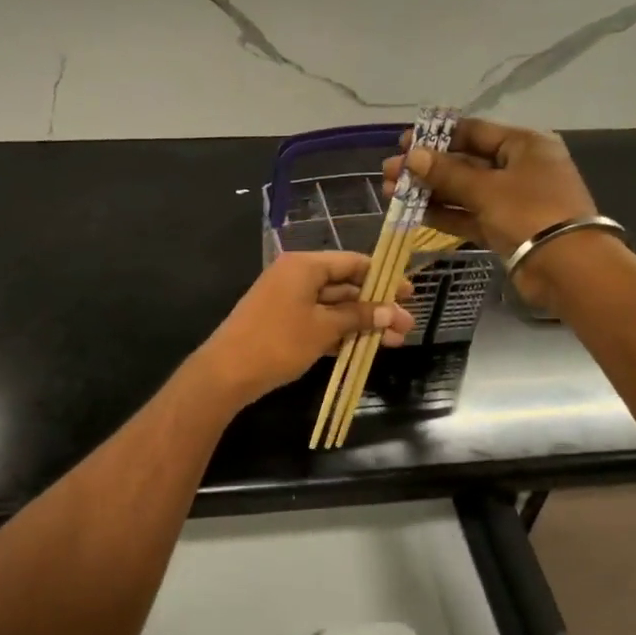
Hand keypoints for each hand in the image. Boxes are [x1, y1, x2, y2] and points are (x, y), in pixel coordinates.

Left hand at [196, 252, 415, 405]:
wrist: (227, 372)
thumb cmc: (278, 342)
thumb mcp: (323, 328)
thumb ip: (358, 317)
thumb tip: (390, 312)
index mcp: (304, 266)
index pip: (352, 262)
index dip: (382, 278)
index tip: (408, 294)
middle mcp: (296, 277)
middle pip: (345, 286)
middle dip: (376, 306)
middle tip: (406, 325)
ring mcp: (288, 301)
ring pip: (333, 307)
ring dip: (362, 323)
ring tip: (394, 342)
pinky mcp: (283, 324)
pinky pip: (318, 322)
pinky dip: (340, 333)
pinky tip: (364, 348)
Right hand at [383, 117, 595, 258]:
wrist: (567, 267)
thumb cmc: (530, 213)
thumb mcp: (486, 188)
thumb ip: (447, 173)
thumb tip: (412, 156)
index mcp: (523, 145)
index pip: (473, 132)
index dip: (437, 136)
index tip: (403, 143)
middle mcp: (518, 168)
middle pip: (465, 162)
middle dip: (426, 168)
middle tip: (390, 173)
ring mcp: (511, 200)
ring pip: (463, 191)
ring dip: (429, 192)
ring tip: (392, 194)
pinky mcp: (503, 228)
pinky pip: (468, 215)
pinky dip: (444, 214)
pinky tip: (413, 213)